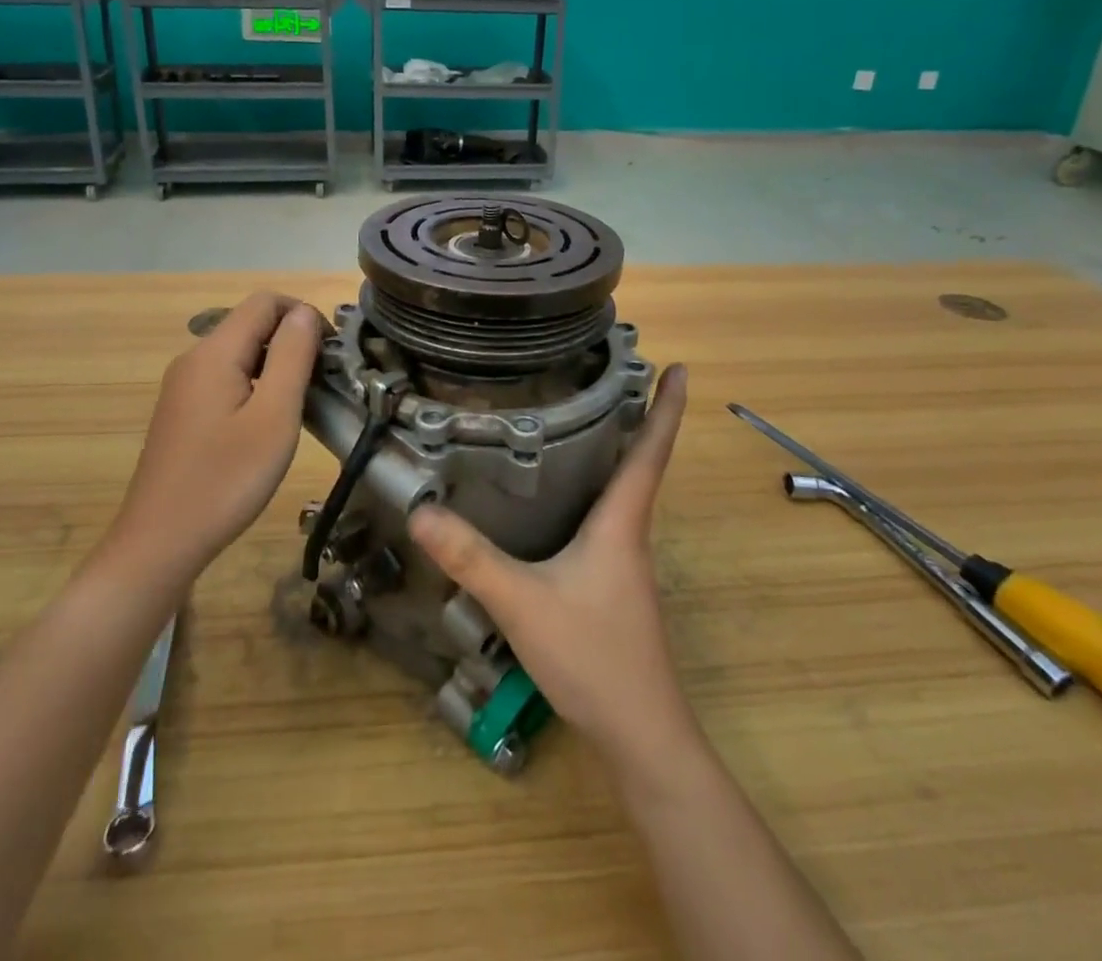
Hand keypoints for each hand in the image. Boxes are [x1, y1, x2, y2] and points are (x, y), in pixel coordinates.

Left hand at [108, 293, 322, 582]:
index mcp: (214, 352)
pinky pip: (226, 378)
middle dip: (292, 340)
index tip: (330, 352)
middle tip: (323, 382)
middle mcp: (193, 359)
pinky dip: (255, 384)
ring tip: (302, 403)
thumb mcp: (273, 416)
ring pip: (239, 352)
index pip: (265, 301)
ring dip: (276, 364)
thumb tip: (304, 313)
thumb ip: (291, 356)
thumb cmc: (225, 480)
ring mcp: (183, 386)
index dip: (303, 314)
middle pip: (251, 324)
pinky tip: (267, 423)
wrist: (159, 543)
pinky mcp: (182, 411)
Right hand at [407, 365, 690, 759]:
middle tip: (616, 374)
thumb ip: (471, 558)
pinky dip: (597, 489)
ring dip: (618, 452)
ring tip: (587, 419)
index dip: (666, 407)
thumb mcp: (522, 602)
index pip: (650, 451)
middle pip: (640, 463)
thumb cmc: (593, 657)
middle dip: (638, 417)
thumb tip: (420, 513)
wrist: (640, 735)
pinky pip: (608, 518)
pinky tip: (564, 497)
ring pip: (624, 492)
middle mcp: (630, 533)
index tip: (682, 367)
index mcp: (621, 522)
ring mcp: (625, 562)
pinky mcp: (613, 585)